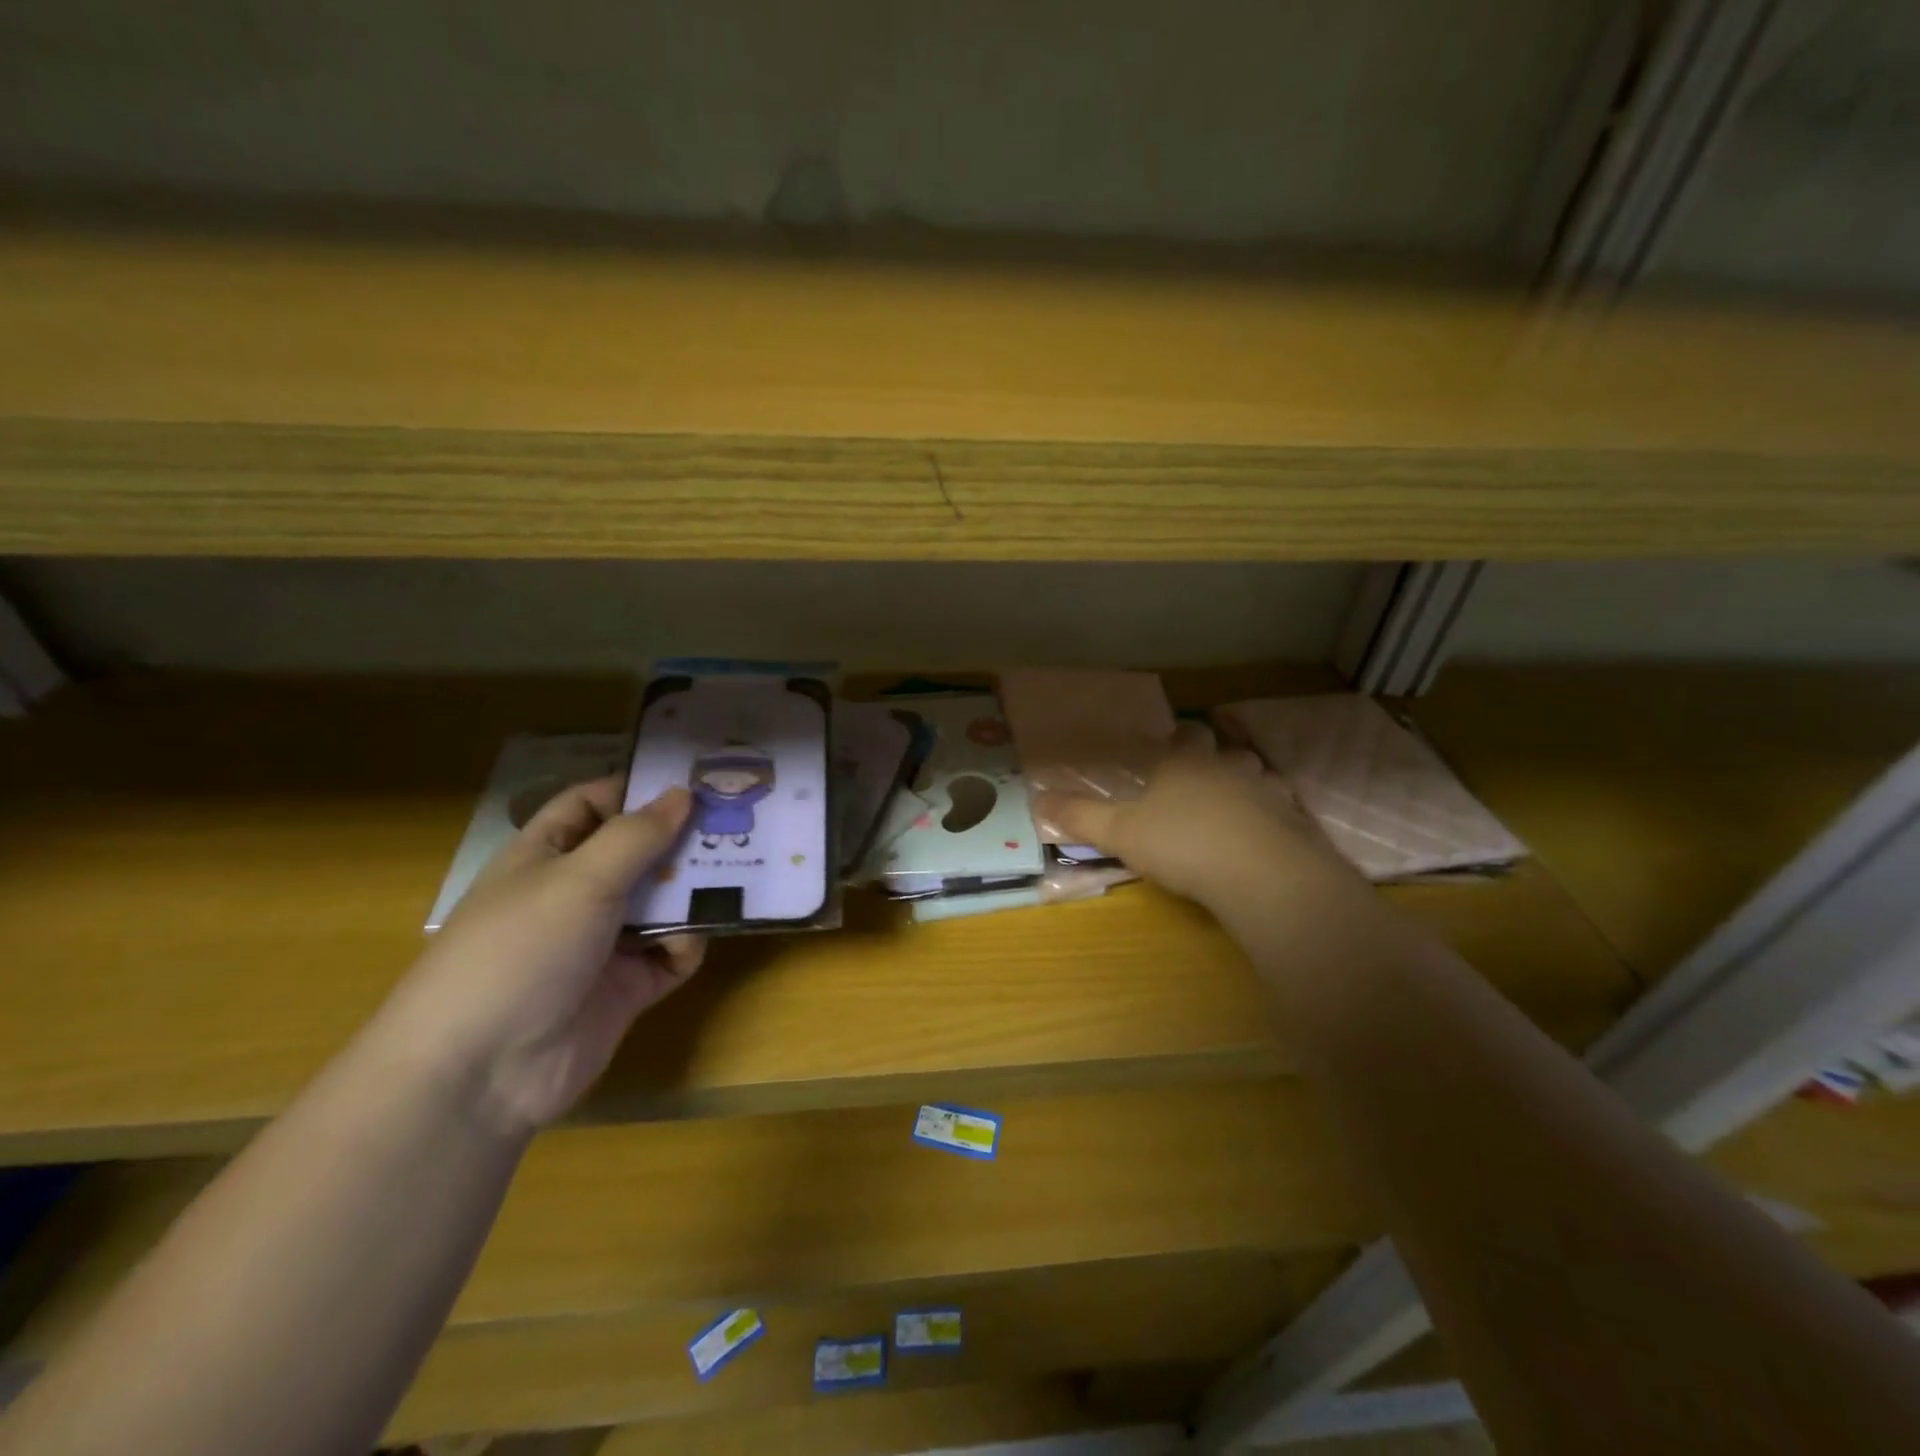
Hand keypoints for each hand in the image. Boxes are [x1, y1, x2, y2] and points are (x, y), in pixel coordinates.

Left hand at [380, 778, 704, 1140]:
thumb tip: (683, 794)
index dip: (636, 788)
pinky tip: (690, 942)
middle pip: (638, 852)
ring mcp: (602, 943)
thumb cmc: (521, 950)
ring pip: (661, 902)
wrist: (482, 1073)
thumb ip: (637, 835)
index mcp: (546, 856)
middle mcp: (576, 894)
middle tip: (736, 824)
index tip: (693, 780)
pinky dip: (686, 945)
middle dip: (681, 840)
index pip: (592, 805)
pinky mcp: (626, 987)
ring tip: (740, 875)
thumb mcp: (579, 878)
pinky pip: (670, 954)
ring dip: (694, 891)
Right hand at [1035, 723, 1358, 911]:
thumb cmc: (1182, 843)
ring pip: (1255, 775)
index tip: (1168, 747)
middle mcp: (1227, 767)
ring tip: (1229, 805)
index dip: (1176, 739)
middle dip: (1211, 758)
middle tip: (1196, 777)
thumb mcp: (1120, 833)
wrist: (1262, 875)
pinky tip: (1258, 837)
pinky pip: (1280, 810)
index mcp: (1185, 762)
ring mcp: (1266, 792)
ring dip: (1244, 784)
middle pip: (1223, 750)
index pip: (1183, 735)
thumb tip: (1038, 800)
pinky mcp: (1293, 821)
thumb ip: (1080, 816)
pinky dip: (1268, 818)